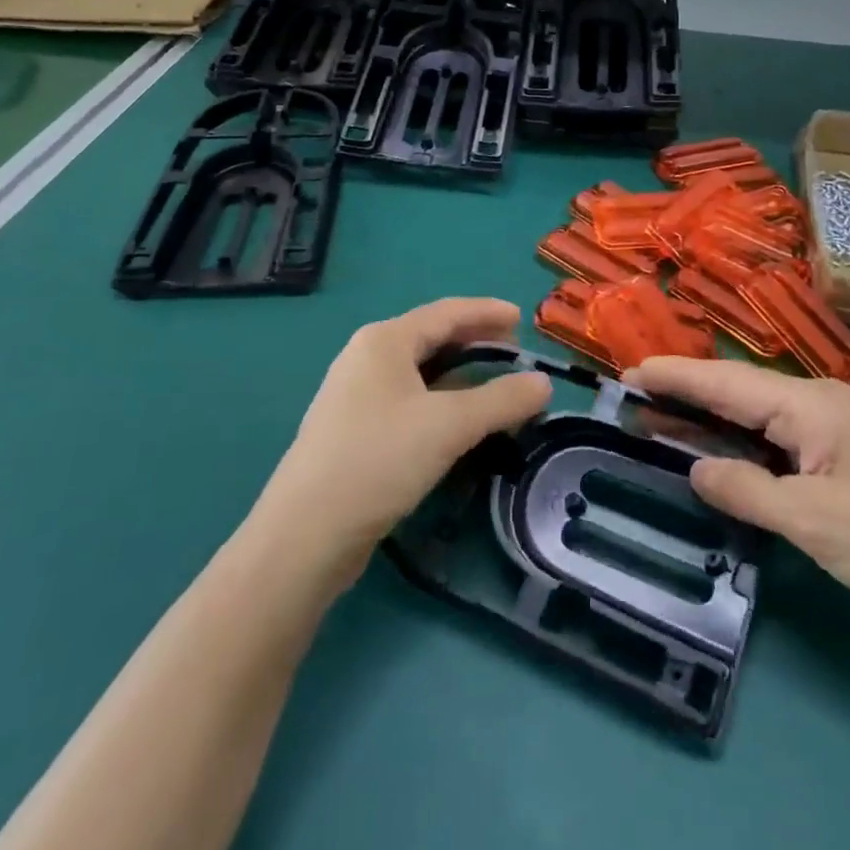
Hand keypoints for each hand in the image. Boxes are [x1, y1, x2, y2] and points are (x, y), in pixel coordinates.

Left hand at [264, 299, 551, 574]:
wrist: (304, 537)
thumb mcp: (449, 425)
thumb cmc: (378, 460)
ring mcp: (356, 395)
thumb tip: (544, 383)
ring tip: (496, 386)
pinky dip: (442, 400)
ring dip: (461, 374)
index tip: (523, 320)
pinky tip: (459, 421)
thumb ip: (501, 400)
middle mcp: (366, 358)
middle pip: (432, 337)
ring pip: (420, 372)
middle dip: (476, 341)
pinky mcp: (354, 431)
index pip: (447, 312)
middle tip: (515, 353)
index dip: (488, 312)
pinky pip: (409, 400)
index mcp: (384, 340)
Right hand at [626, 357, 849, 636]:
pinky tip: (709, 443)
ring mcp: (828, 426)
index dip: (677, 376)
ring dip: (706, 412)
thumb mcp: (816, 524)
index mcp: (811, 405)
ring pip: (752, 411)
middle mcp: (817, 402)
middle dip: (684, 389)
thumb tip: (694, 468)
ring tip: (654, 414)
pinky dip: (734, 436)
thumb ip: (748, 491)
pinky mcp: (834, 451)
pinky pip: (771, 434)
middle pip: (737, 389)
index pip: (729, 383)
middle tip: (630, 392)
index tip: (630, 371)